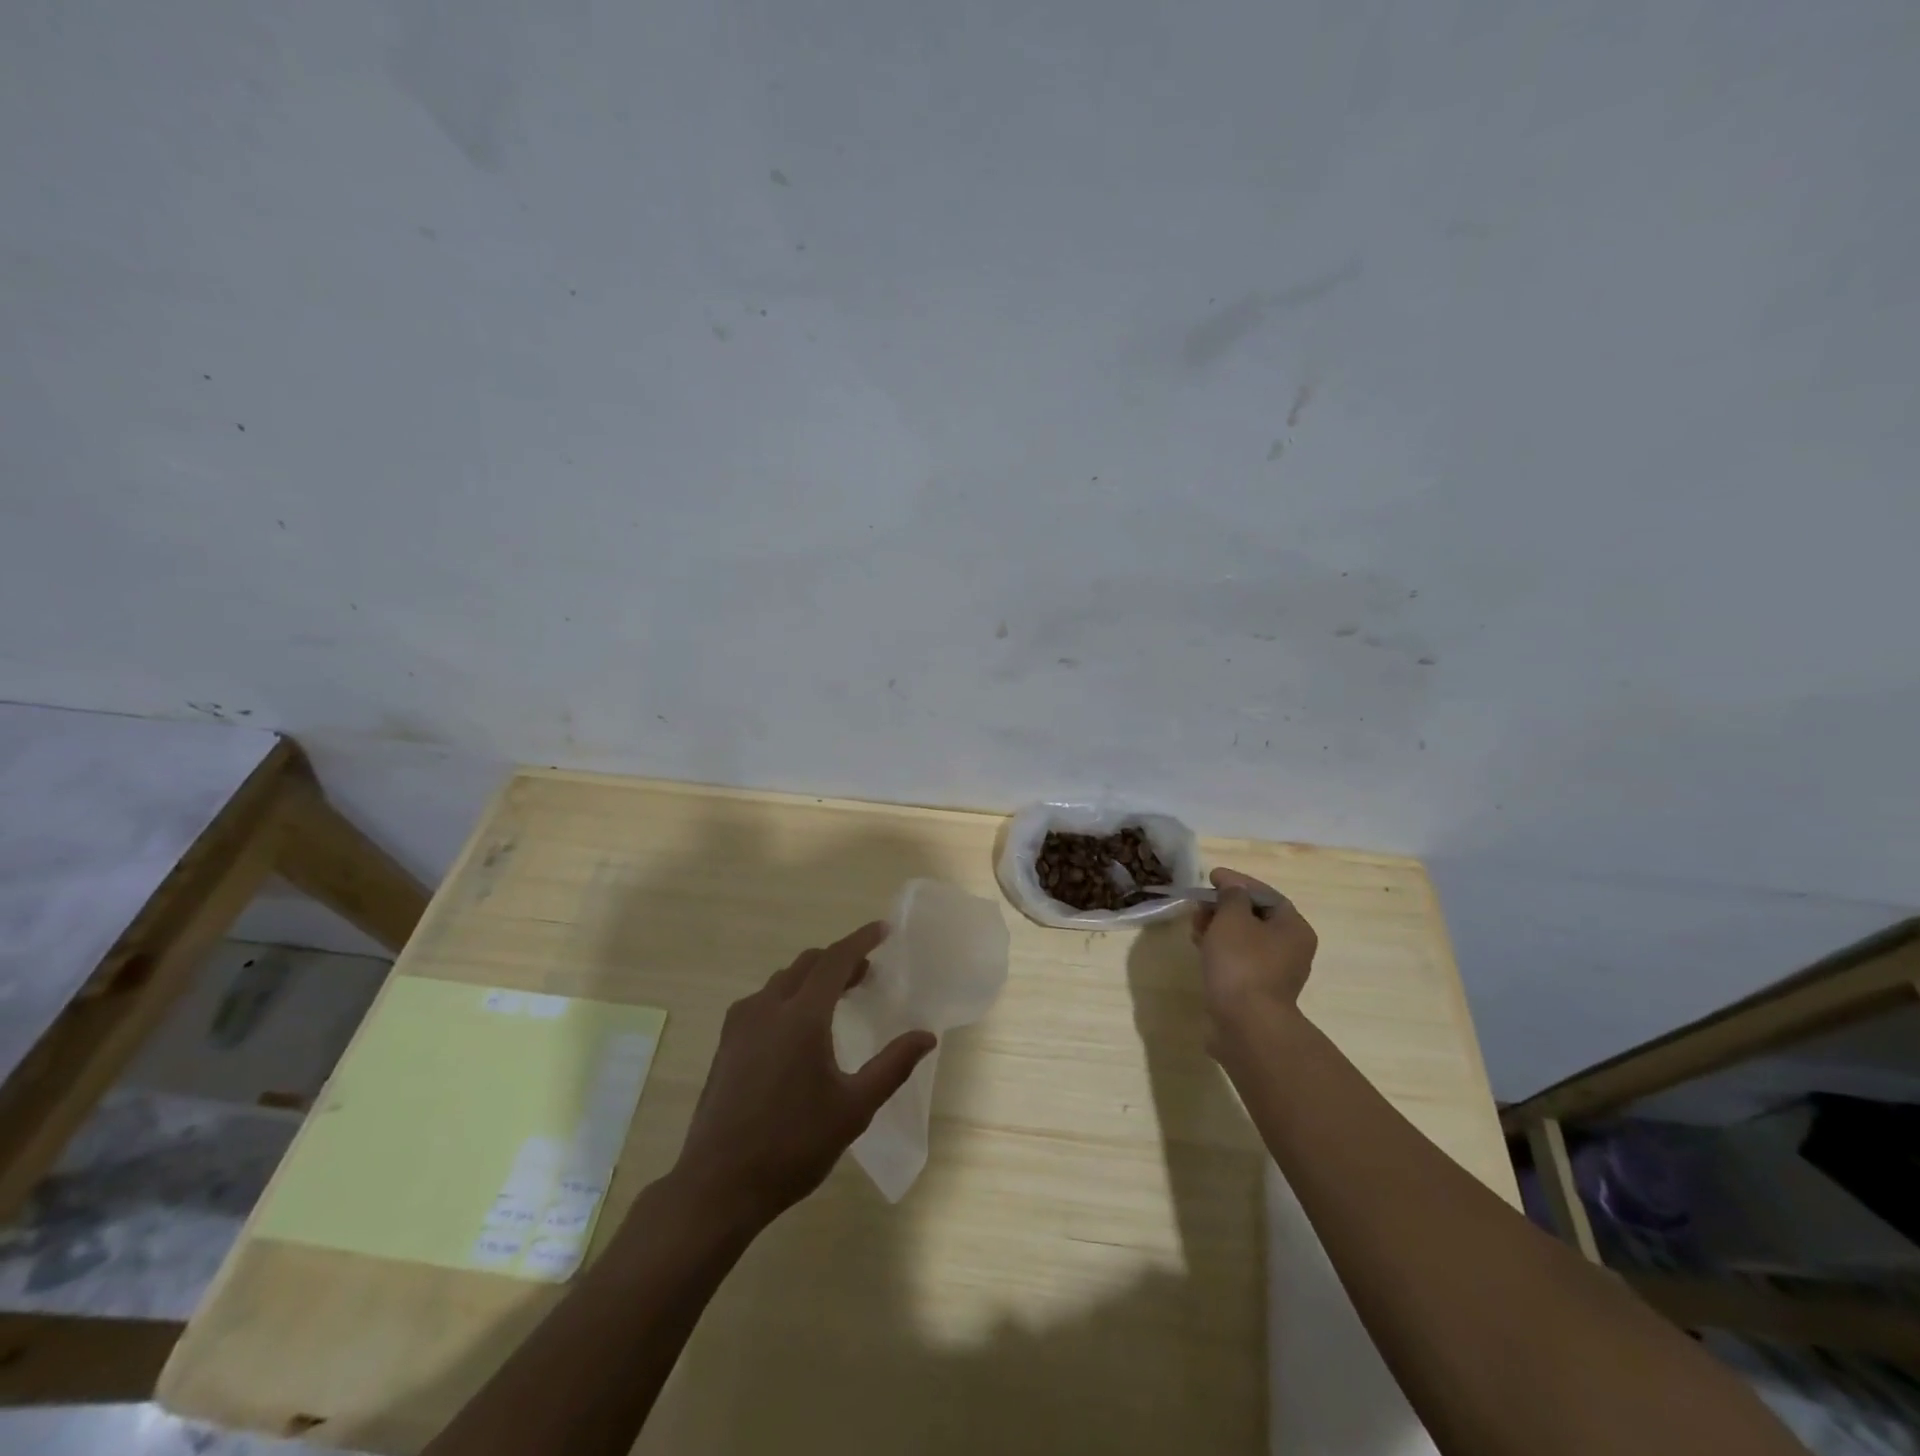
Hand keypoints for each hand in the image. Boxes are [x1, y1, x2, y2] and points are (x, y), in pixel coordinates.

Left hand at [672, 921, 936, 1228]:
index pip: (835, 960)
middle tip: (867, 973)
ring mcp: (740, 1024)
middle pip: (808, 964)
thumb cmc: (793, 1145)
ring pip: (782, 980)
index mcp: (801, 1016)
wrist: (718, 1186)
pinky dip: (789, 995)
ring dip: (813, 977)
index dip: (861, 941)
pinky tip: (799, 1028)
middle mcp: (767, 1007)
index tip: (883, 930)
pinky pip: (763, 1000)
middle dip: (839, 960)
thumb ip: (892, 1066)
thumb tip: (926, 1036)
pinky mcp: (726, 1044)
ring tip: (837, 998)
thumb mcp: (854, 1108)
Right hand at [1190, 867, 1316, 1052]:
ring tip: (1194, 926)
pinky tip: (1201, 949)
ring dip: (1219, 928)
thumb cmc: (1242, 963)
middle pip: (1255, 916)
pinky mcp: (1257, 991)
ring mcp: (1275, 973)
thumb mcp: (1232, 918)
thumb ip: (1232, 896)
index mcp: (1293, 928)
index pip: (1265, 894)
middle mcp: (1291, 949)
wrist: (1246, 1024)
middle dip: (1224, 906)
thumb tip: (1233, 889)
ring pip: (1244, 939)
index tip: (1210, 876)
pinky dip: (1220, 949)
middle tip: (1199, 904)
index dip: (1237, 882)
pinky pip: (1238, 960)